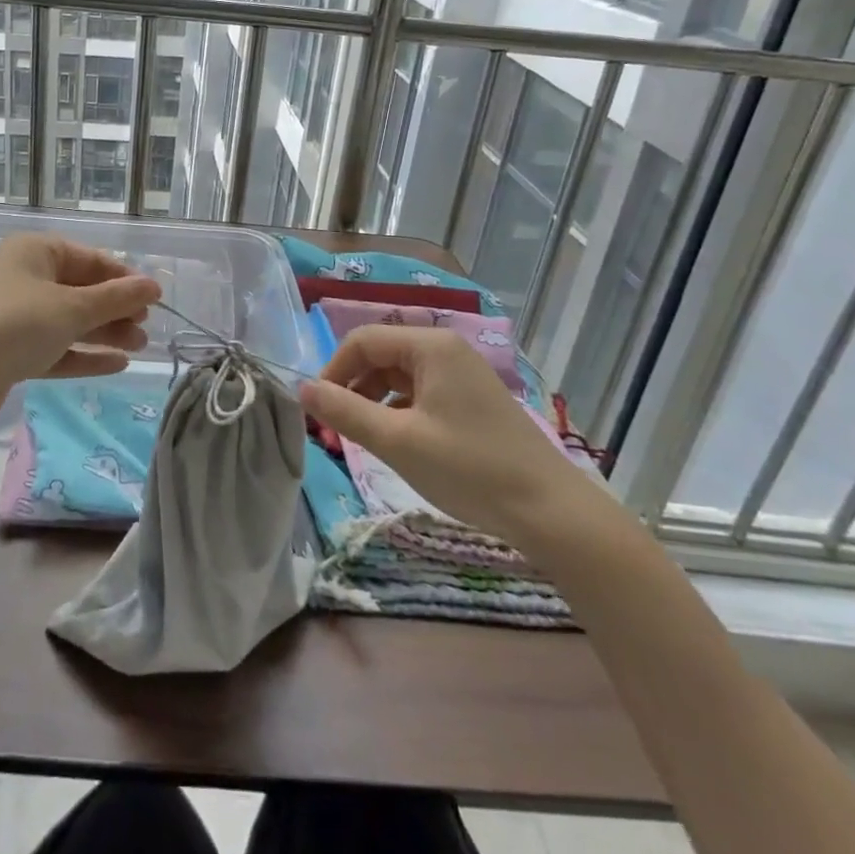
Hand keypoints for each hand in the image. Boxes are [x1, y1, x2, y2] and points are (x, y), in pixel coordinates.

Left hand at [0, 233, 161, 423]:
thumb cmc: (15, 325)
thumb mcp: (71, 308)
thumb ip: (116, 299)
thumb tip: (154, 286)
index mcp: (36, 252)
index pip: (91, 259)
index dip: (124, 278)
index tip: (155, 300)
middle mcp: (25, 278)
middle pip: (81, 290)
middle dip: (115, 309)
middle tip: (146, 329)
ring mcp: (17, 317)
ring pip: (70, 321)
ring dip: (104, 333)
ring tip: (139, 347)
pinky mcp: (11, 352)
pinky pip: (56, 348)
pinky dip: (83, 354)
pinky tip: (117, 365)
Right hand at [298, 326, 592, 542]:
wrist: (552, 513)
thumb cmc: (469, 469)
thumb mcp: (397, 442)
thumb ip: (345, 411)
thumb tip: (301, 389)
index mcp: (430, 346)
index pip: (362, 340)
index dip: (333, 371)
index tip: (317, 410)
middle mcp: (446, 349)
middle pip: (381, 355)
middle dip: (352, 388)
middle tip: (335, 430)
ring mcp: (463, 374)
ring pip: (399, 377)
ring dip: (373, 402)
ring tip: (362, 440)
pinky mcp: (472, 400)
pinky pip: (421, 394)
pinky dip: (399, 413)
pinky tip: (397, 443)